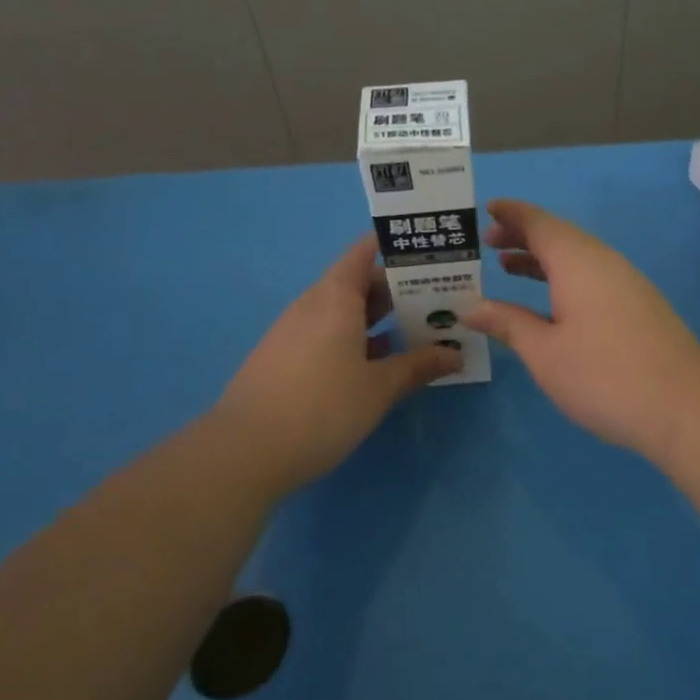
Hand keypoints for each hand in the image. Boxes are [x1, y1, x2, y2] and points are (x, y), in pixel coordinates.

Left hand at [216, 235, 461, 489]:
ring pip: (343, 311)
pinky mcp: (284, 358)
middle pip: (358, 282)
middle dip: (398, 290)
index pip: (365, 252)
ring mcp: (293, 331)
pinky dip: (356, 339)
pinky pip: (327, 334)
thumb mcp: (379, 388)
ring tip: (418, 331)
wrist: (245, 452)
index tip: (429, 253)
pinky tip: (377, 363)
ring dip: (378, 318)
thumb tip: (454, 354)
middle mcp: (312, 305)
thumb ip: (418, 366)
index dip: (396, 247)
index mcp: (335, 297)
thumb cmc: (322, 408)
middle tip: (439, 300)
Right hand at [463, 199, 699, 460]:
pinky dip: (565, 277)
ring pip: (579, 258)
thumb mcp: (544, 353)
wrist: (684, 407)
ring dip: (544, 259)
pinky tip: (554, 303)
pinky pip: (594, 277)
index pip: (540, 223)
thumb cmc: (604, 377)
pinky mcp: (642, 307)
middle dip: (524, 236)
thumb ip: (508, 323)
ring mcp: (629, 284)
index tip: (487, 210)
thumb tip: (472, 307)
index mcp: (578, 262)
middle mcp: (606, 263)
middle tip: (489, 244)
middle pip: (561, 236)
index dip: (512, 215)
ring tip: (510, 268)